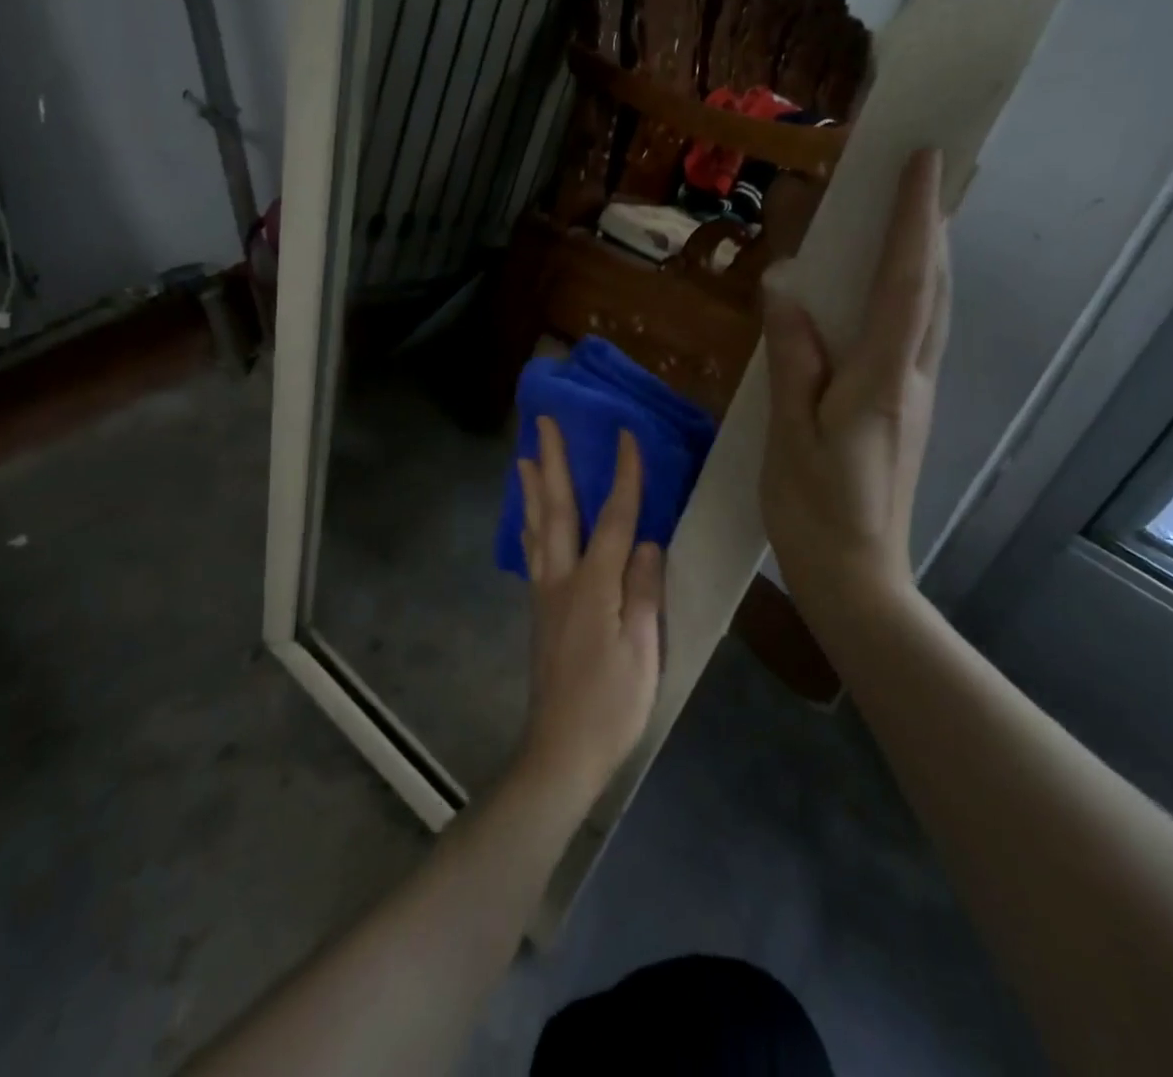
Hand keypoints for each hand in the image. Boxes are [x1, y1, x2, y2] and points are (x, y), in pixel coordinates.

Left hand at [514, 417, 663, 810]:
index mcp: (594, 585)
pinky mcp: (541, 611)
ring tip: (524, 456)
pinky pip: (534, 552)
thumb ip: (644, 592)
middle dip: (553, 462)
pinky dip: (531, 524)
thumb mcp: (643, 651)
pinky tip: (529, 520)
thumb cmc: (612, 705)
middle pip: (558, 510)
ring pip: (538, 528)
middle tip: (543, 423)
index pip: (613, 518)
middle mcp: (563, 579)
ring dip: (534, 488)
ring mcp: (546, 594)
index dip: (623, 475)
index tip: (625, 434)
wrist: (561, 750)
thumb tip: (648, 543)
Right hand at [760, 146, 949, 604]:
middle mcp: (911, 378)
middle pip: (933, 288)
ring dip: (929, 257)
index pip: (904, 283)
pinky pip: (916, 336)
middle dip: (931, 224)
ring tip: (915, 215)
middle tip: (925, 172)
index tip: (922, 161)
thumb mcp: (788, 432)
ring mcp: (915, 396)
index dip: (914, 219)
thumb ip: (792, 359)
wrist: (855, 575)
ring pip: (932, 312)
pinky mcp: (906, 411)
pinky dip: (914, 294)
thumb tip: (785, 290)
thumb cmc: (811, 507)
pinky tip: (894, 290)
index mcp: (880, 379)